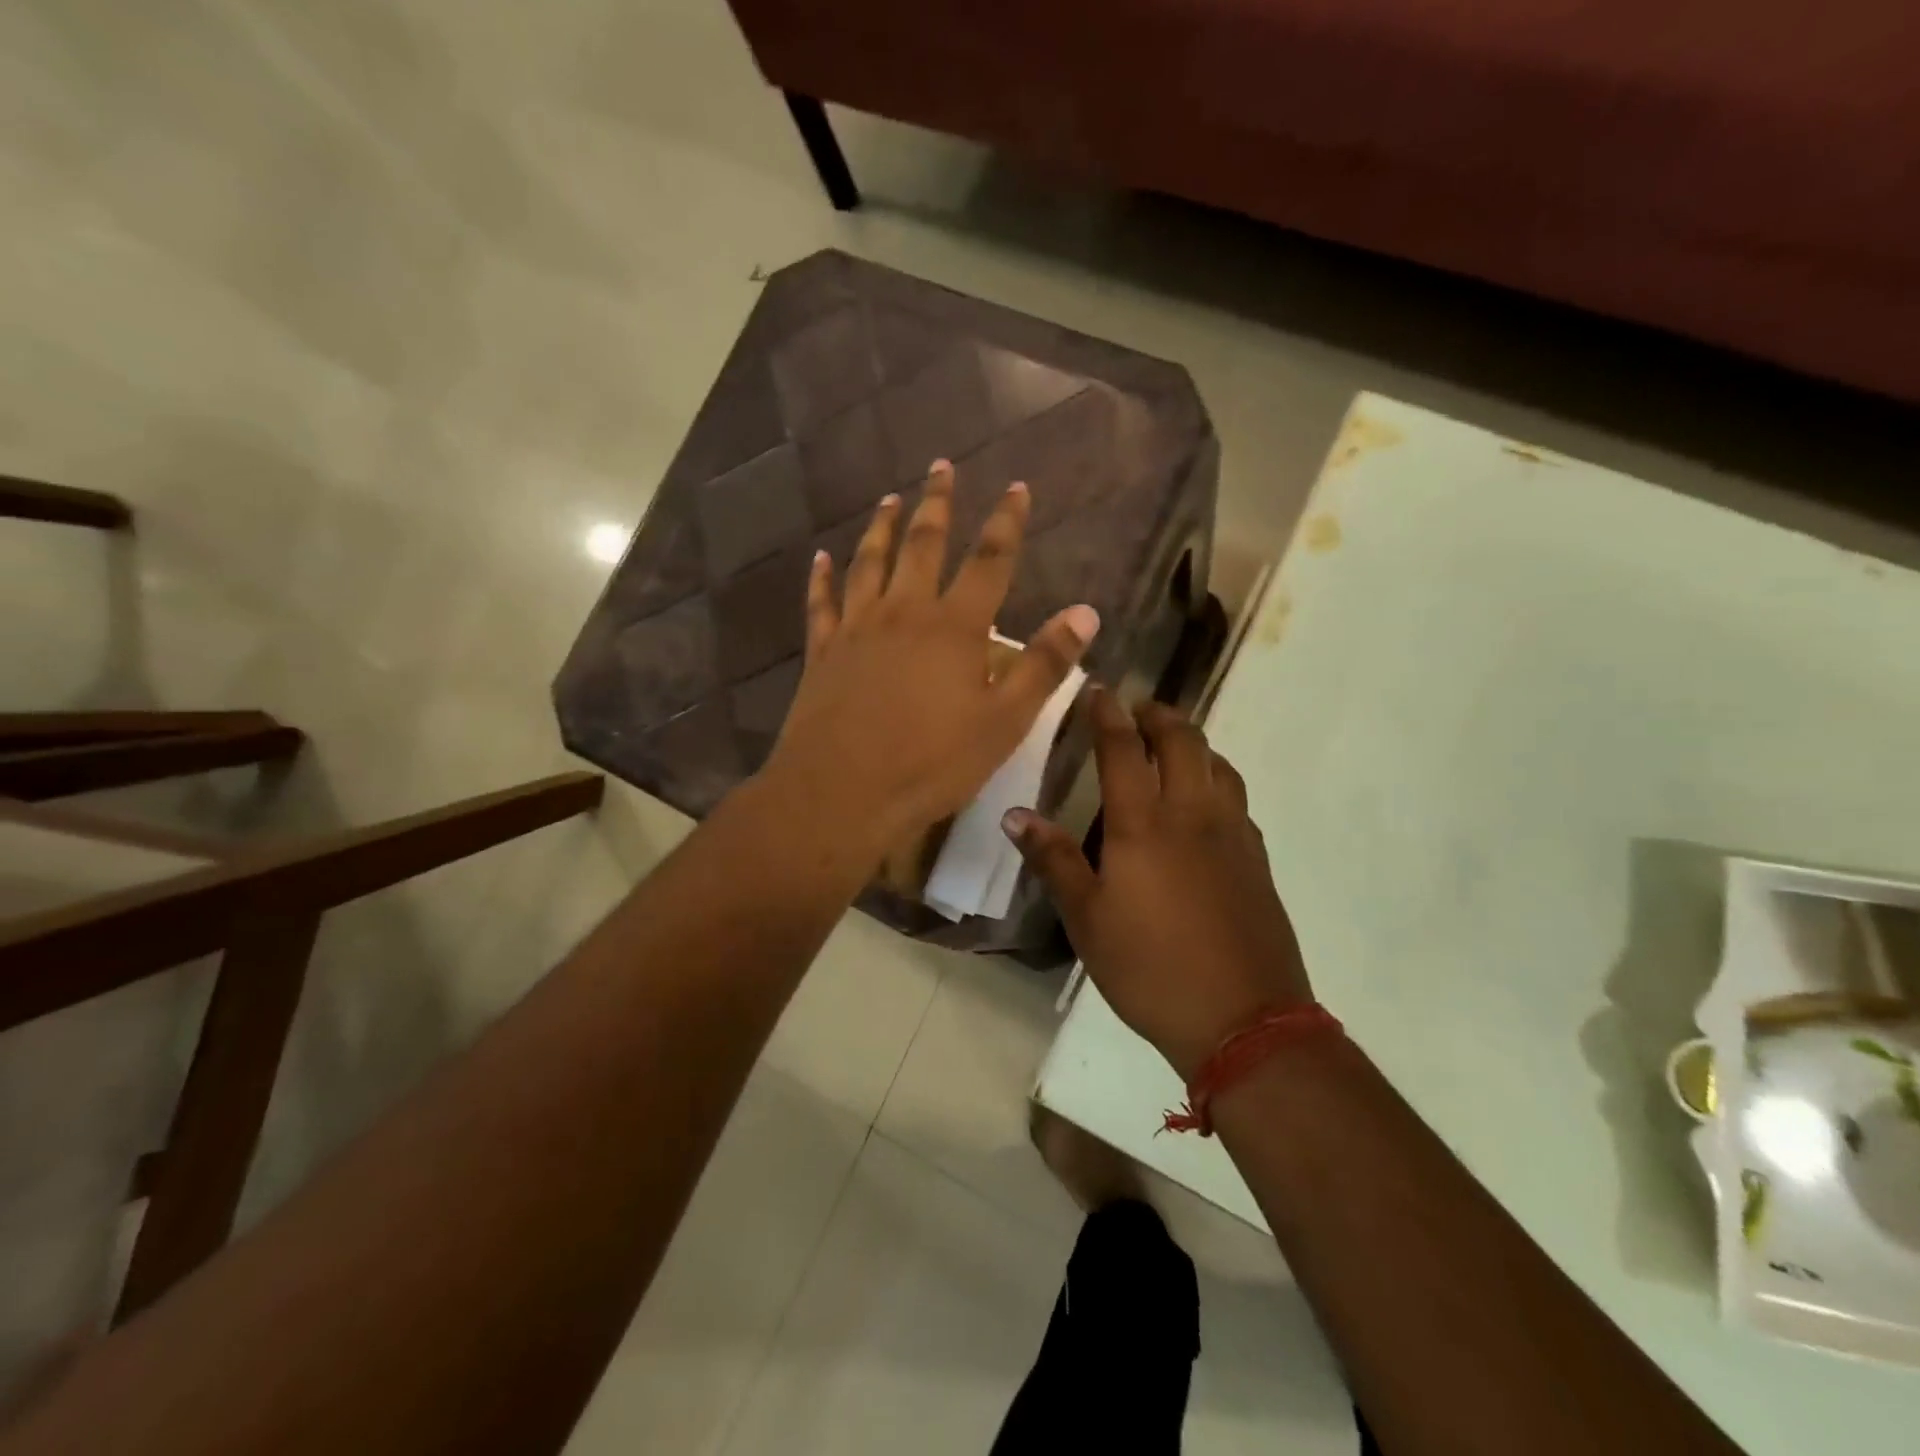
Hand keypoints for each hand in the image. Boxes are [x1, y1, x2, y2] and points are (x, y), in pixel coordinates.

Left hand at [762, 460, 1099, 862]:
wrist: (842, 793)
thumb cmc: (932, 764)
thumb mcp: (1004, 722)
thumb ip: (1044, 665)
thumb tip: (1086, 612)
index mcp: (954, 627)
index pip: (990, 560)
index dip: (1007, 522)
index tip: (1017, 487)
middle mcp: (904, 613)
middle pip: (923, 544)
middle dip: (938, 504)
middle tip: (942, 467)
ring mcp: (857, 628)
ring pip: (870, 563)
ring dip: (882, 527)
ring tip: (890, 499)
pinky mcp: (822, 652)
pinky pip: (821, 603)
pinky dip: (822, 577)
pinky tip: (821, 558)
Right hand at [1005, 695, 1311, 1078]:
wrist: (1245, 1019)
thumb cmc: (1150, 968)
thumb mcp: (1086, 919)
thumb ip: (1054, 860)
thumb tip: (1016, 815)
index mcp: (1143, 824)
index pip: (1123, 749)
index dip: (1107, 714)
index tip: (1097, 691)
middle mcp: (1192, 814)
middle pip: (1182, 740)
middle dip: (1158, 715)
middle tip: (1137, 709)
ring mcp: (1233, 834)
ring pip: (1218, 764)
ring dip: (1193, 741)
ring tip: (1171, 745)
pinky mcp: (1257, 858)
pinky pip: (1236, 797)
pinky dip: (1215, 777)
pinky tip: (1203, 801)